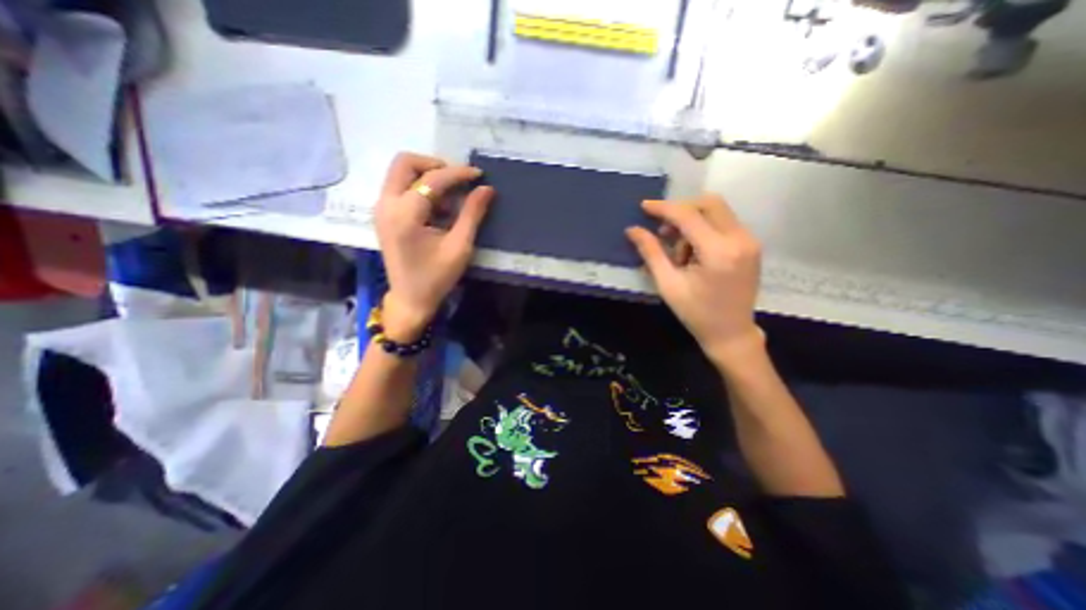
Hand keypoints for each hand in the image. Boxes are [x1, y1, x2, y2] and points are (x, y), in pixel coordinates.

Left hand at [373, 152, 493, 341]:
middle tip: (458, 180)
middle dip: (435, 165)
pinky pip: (400, 188)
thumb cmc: (437, 277)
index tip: (479, 175)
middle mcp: (386, 204)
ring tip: (451, 199)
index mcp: (405, 214)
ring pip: (401, 173)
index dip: (458, 173)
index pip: (432, 179)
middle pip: (405, 163)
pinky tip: (438, 209)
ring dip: (427, 177)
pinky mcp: (383, 215)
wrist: (411, 300)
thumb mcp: (460, 247)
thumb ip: (472, 214)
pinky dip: (420, 189)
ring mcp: (381, 209)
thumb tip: (487, 189)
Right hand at [624, 195, 767, 366]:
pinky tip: (693, 252)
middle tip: (663, 231)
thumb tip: (632, 230)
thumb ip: (651, 252)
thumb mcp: (668, 284)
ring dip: (692, 222)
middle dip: (680, 210)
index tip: (644, 206)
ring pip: (717, 211)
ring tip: (679, 252)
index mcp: (718, 251)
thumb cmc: (696, 313)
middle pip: (708, 203)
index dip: (663, 208)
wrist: (731, 333)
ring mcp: (750, 241)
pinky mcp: (751, 245)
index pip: (688, 216)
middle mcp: (740, 239)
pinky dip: (704, 229)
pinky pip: (724, 223)